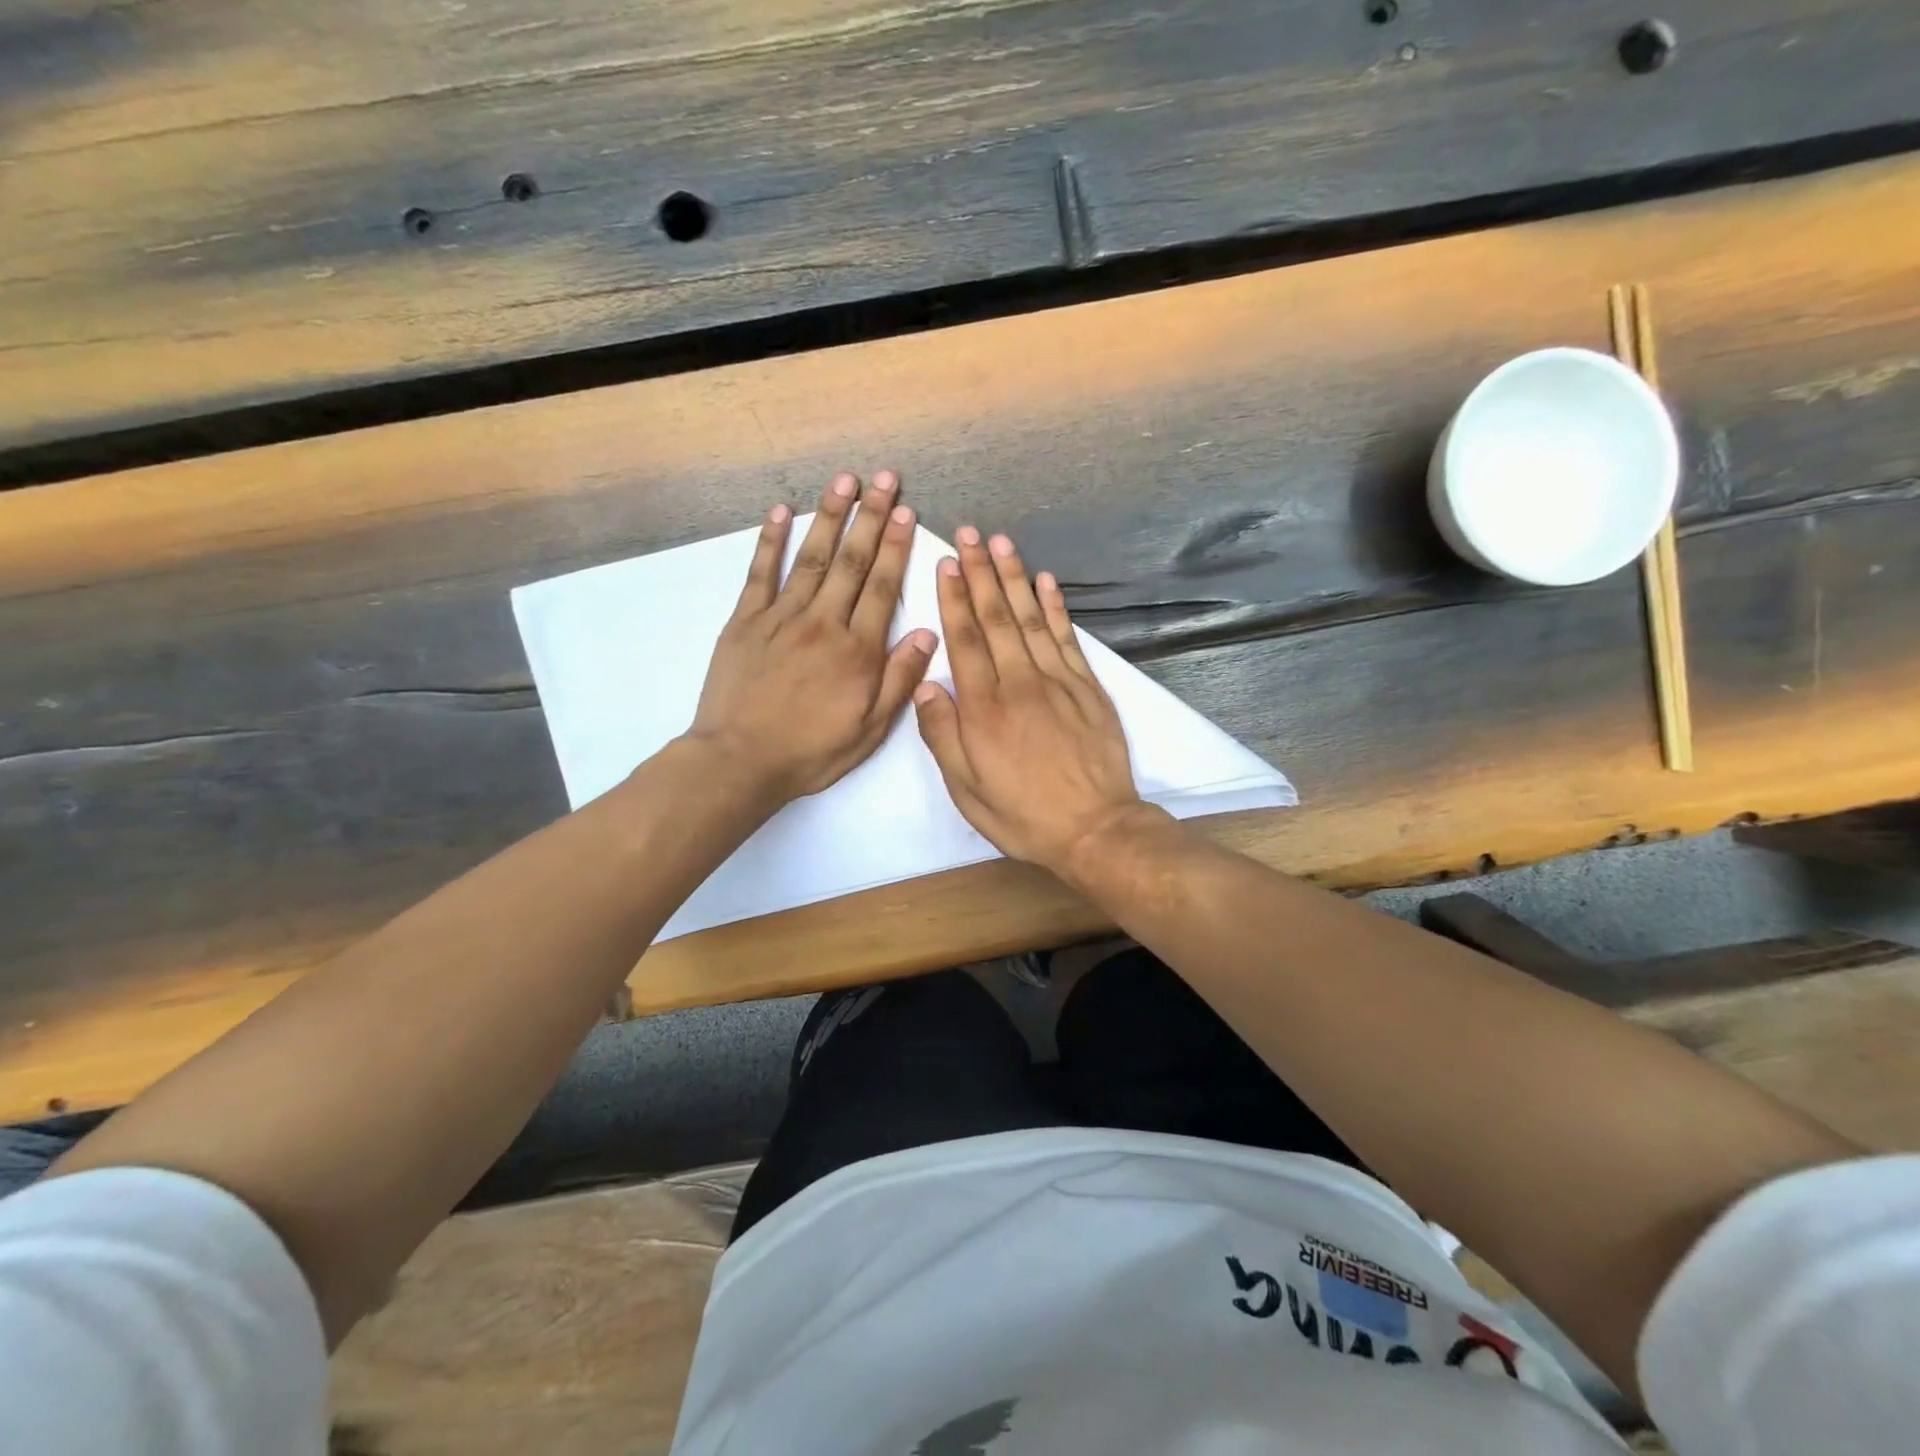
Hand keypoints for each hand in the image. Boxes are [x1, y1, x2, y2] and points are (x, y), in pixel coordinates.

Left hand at [688, 471, 935, 803]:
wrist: (740, 761)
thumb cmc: (811, 751)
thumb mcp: (869, 729)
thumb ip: (899, 679)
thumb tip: (928, 634)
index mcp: (856, 650)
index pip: (882, 587)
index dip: (896, 547)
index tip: (907, 513)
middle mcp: (822, 623)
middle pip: (851, 561)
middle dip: (871, 517)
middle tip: (885, 479)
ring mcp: (780, 617)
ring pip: (811, 557)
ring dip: (829, 515)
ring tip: (845, 480)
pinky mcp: (745, 621)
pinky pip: (760, 573)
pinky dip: (771, 541)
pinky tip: (781, 512)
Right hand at [913, 527, 1152, 875]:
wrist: (1095, 829)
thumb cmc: (1024, 814)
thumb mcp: (967, 790)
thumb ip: (943, 736)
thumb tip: (924, 687)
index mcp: (984, 709)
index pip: (965, 640)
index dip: (954, 599)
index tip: (946, 563)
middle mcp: (1019, 683)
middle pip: (996, 619)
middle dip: (980, 573)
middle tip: (969, 535)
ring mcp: (1058, 681)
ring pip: (1030, 619)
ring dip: (1014, 578)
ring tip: (1001, 543)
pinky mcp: (1087, 687)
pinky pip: (1067, 637)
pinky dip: (1055, 607)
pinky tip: (1045, 582)